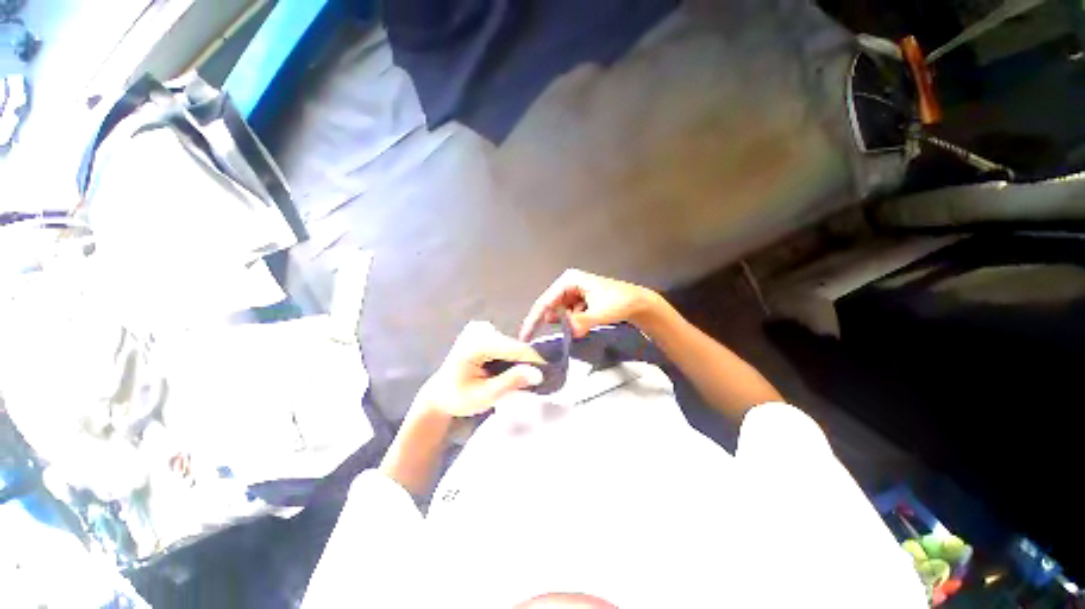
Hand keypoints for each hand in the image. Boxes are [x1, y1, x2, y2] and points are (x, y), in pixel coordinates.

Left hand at [414, 322, 545, 417]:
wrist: (440, 394)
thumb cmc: (459, 398)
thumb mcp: (485, 396)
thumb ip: (511, 382)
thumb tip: (537, 373)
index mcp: (475, 344)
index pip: (513, 348)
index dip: (533, 360)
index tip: (549, 372)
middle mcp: (478, 331)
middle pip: (513, 345)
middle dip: (525, 362)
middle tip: (533, 381)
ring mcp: (480, 328)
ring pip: (511, 344)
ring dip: (518, 360)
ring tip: (518, 377)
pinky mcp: (482, 330)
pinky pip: (505, 343)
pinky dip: (510, 356)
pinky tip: (503, 368)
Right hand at [520, 269, 662, 339]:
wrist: (637, 303)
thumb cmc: (620, 302)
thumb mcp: (600, 313)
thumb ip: (582, 322)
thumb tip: (569, 330)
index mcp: (569, 280)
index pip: (545, 301)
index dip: (533, 320)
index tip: (524, 336)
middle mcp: (567, 283)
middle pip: (550, 307)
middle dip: (556, 322)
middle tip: (562, 334)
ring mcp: (572, 292)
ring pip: (559, 312)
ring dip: (566, 323)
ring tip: (583, 324)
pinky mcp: (578, 300)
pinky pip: (568, 315)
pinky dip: (573, 322)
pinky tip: (586, 323)